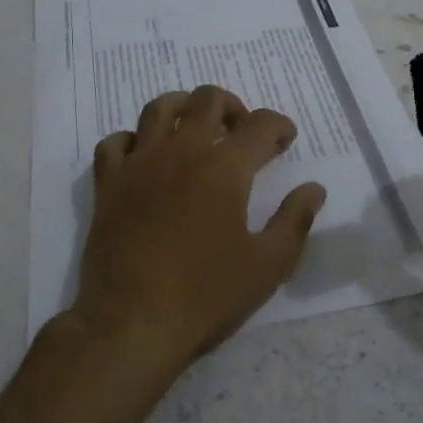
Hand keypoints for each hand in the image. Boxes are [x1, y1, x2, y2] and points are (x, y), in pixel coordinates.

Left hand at [74, 85, 327, 380]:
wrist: (132, 323)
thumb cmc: (206, 295)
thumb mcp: (268, 265)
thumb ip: (295, 221)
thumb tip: (313, 189)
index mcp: (225, 168)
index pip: (260, 124)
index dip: (279, 126)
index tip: (285, 141)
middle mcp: (182, 151)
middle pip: (208, 99)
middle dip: (233, 107)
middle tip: (241, 131)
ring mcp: (140, 164)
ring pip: (159, 108)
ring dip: (184, 108)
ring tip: (195, 128)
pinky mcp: (108, 184)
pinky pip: (115, 142)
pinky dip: (133, 140)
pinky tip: (144, 157)